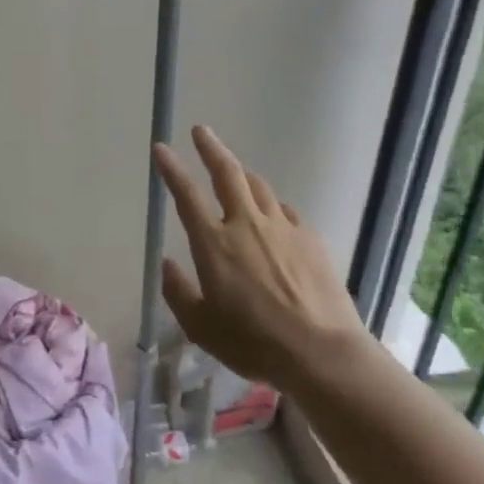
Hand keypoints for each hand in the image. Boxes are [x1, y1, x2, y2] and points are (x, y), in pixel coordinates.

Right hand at [154, 126, 372, 389]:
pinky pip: (286, 211)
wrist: (321, 352)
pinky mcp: (311, 239)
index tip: (161, 148)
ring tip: (234, 171)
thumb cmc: (253, 342)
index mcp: (214, 244)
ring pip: (259, 187)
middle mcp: (246, 225)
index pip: (186, 194)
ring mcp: (283, 228)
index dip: (171, 169)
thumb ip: (179, 292)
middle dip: (211, 148)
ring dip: (242, 174)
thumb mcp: (201, 327)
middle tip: (201, 131)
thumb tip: (168, 265)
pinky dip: (272, 206)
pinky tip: (272, 217)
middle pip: (227, 173)